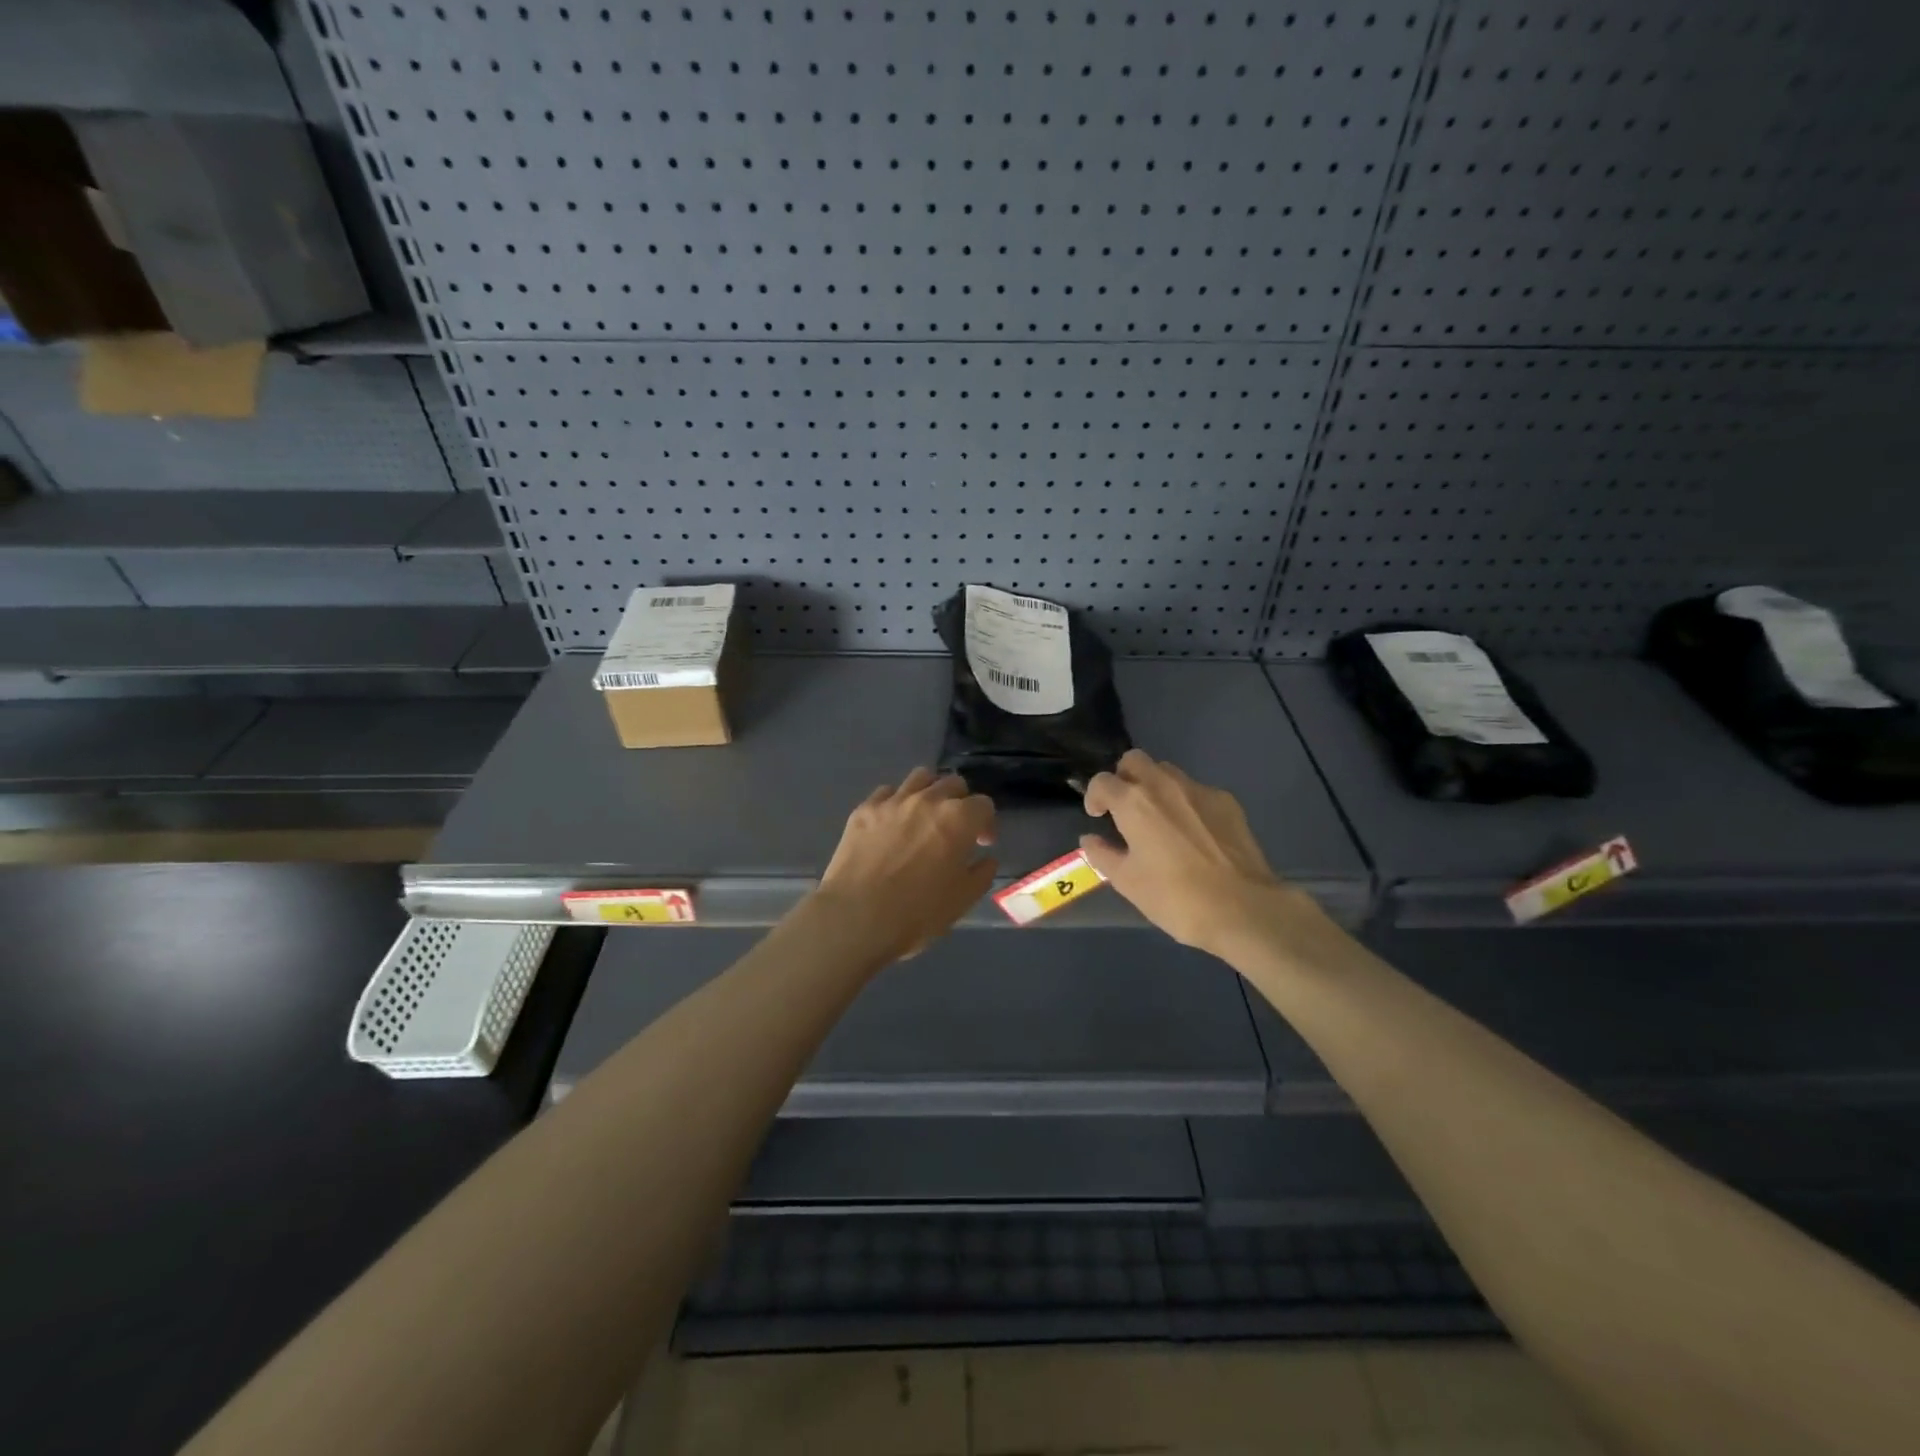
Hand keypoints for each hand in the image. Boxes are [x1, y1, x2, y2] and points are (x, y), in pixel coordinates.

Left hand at [812, 768, 996, 964]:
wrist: (856, 916)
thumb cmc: (917, 912)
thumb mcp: (963, 899)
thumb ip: (981, 874)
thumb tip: (986, 858)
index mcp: (958, 819)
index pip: (983, 805)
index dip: (986, 824)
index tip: (981, 844)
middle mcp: (928, 800)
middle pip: (953, 784)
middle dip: (960, 802)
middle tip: (955, 829)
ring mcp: (893, 801)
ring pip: (920, 777)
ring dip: (930, 792)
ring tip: (925, 815)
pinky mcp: (864, 809)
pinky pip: (887, 792)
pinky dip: (896, 802)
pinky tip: (893, 823)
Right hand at [1081, 749, 1298, 957]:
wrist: (1243, 908)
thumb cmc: (1175, 897)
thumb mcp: (1127, 882)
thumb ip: (1103, 855)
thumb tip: (1090, 839)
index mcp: (1134, 801)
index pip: (1102, 781)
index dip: (1094, 796)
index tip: (1097, 816)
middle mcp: (1164, 785)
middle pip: (1135, 760)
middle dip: (1124, 778)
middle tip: (1125, 808)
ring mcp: (1199, 790)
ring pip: (1168, 772)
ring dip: (1155, 787)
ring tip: (1160, 820)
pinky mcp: (1227, 802)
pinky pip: (1197, 791)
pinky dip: (1187, 803)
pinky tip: (1194, 834)